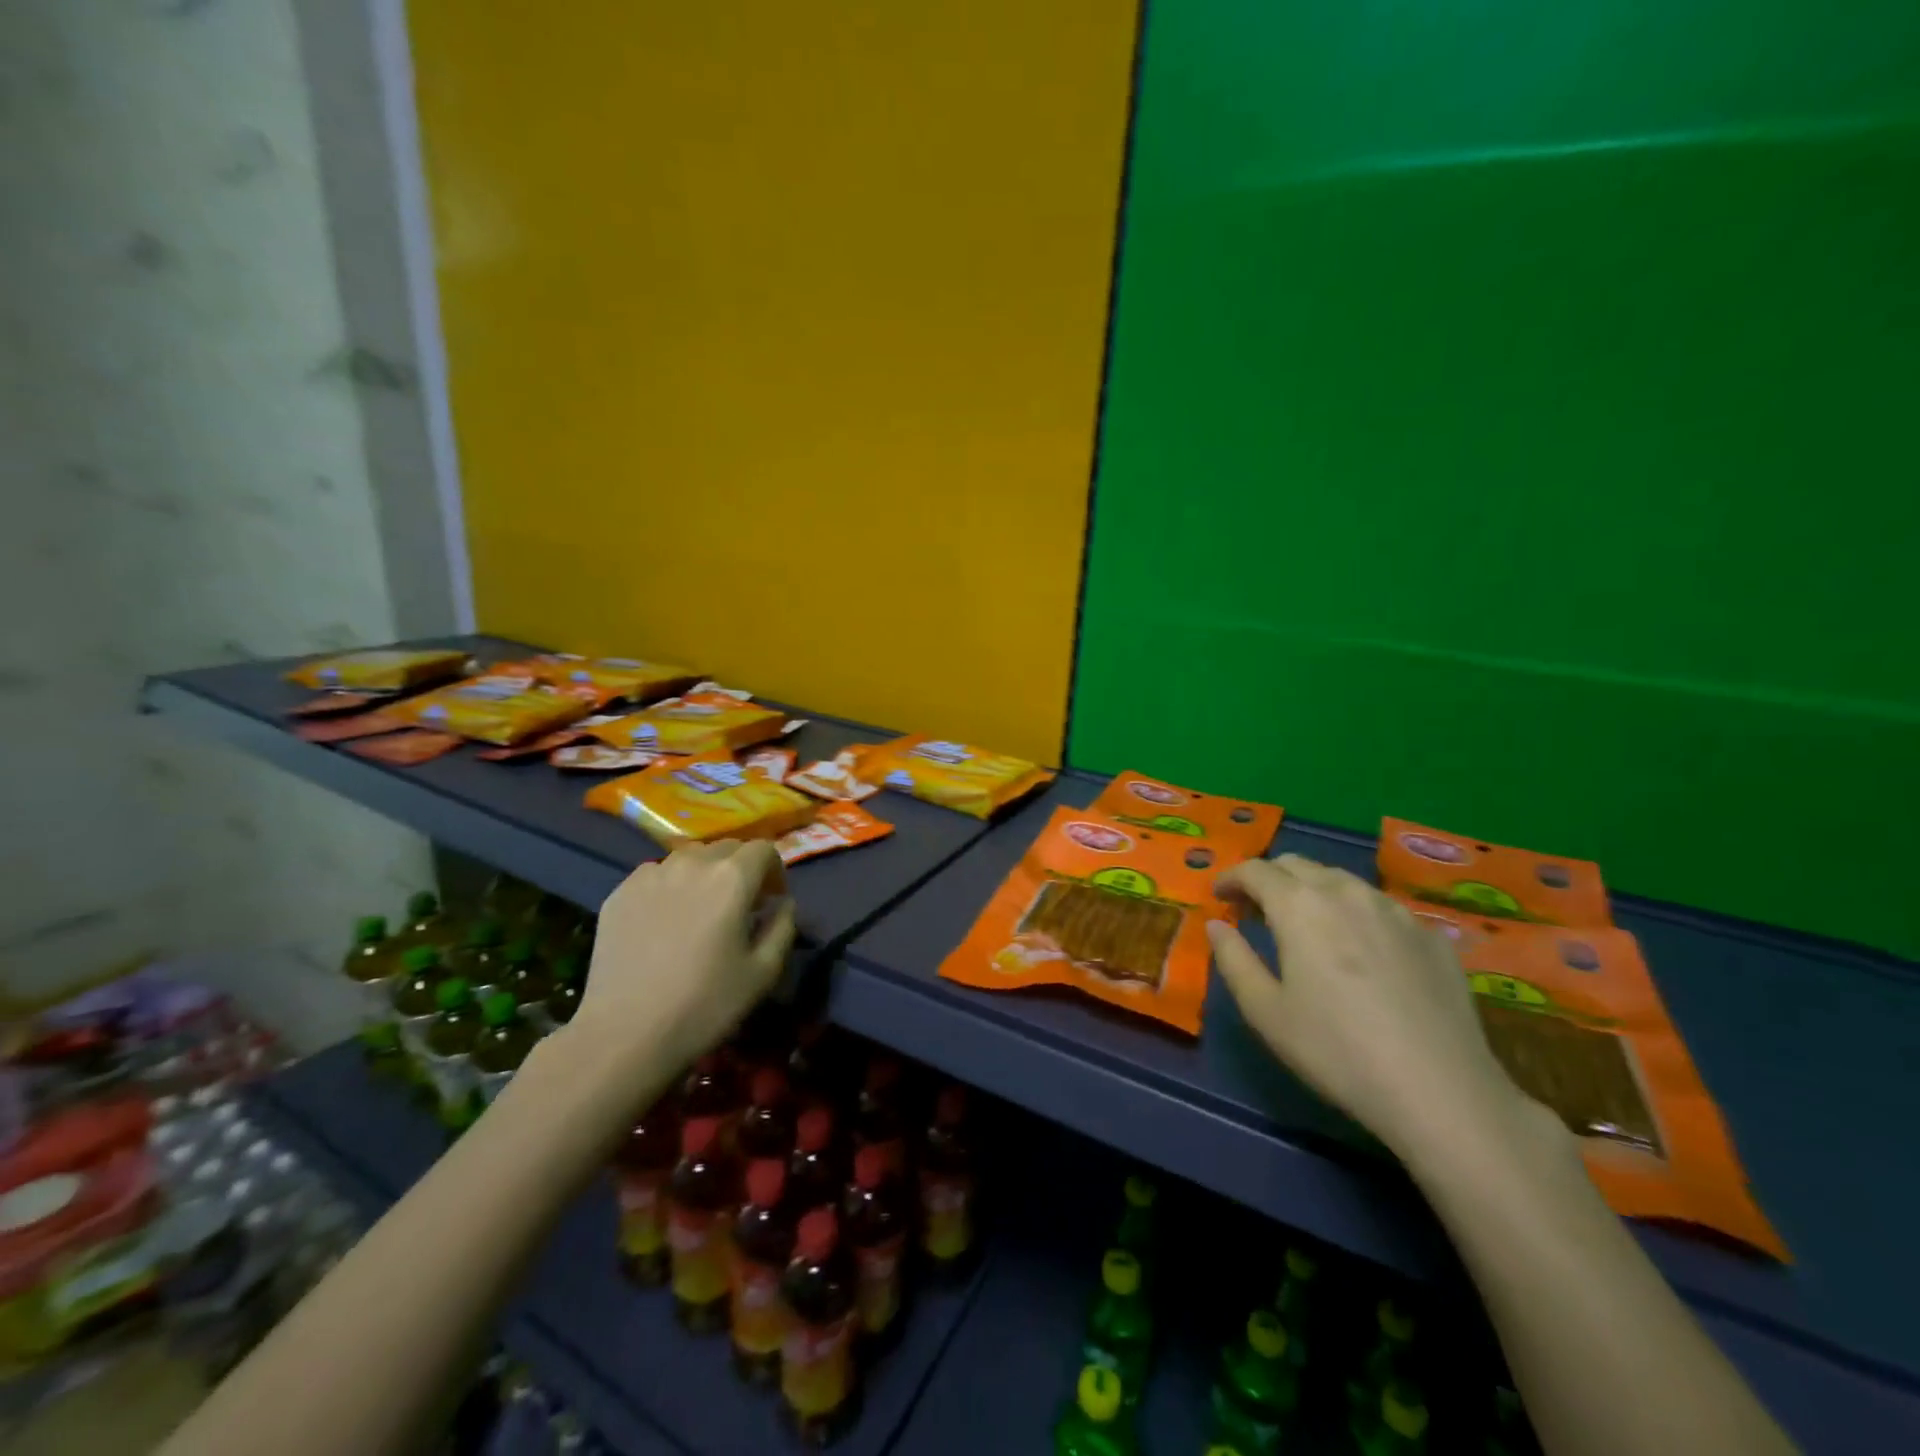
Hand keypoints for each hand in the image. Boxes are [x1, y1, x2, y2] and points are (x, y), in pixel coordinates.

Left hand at [567, 841, 795, 1104]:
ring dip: (705, 874)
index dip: (774, 871)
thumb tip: (783, 904)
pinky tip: (665, 922)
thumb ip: (783, 927)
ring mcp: (650, 875)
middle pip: (727, 848)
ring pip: (689, 858)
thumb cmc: (704, 1005)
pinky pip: (656, 875)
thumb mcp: (763, 972)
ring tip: (700, 911)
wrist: (625, 1034)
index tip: (771, 900)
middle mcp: (692, 864)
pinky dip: (670, 887)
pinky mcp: (619, 892)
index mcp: (732, 878)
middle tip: (740, 906)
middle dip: (741, 869)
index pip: (764, 849)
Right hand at [1209, 854, 1543, 1164]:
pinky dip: (1355, 914)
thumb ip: (1233, 959)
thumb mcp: (1265, 1011)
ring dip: (1313, 891)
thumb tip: (1217, 926)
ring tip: (1307, 926)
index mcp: (1299, 905)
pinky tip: (1360, 951)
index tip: (1219, 896)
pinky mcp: (1431, 935)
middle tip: (1256, 910)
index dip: (1231, 878)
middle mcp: (1346, 892)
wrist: (1441, 1090)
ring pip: (1342, 881)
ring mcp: (1395, 910)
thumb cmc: (1336, 1050)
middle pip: (1298, 864)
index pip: (1255, 870)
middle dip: (1269, 879)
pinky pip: (1381, 908)